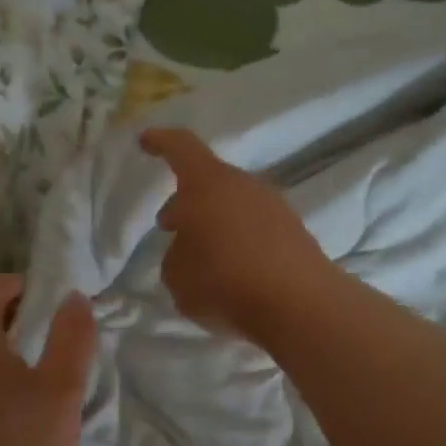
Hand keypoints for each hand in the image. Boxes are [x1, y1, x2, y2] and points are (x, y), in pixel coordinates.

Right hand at [140, 127, 337, 343]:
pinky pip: (255, 229)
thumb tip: (190, 251)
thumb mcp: (177, 276)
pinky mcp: (295, 234)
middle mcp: (244, 186)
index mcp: (208, 184)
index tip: (145, 141)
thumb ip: (176, 256)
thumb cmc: (225, 281)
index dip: (161, 142)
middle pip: (210, 183)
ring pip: (234, 206)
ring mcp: (275, 208)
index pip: (181, 148)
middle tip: (171, 225)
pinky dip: (239, 242)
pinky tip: (232, 272)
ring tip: (200, 256)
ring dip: (214, 224)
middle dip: (188, 202)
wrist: (300, 304)